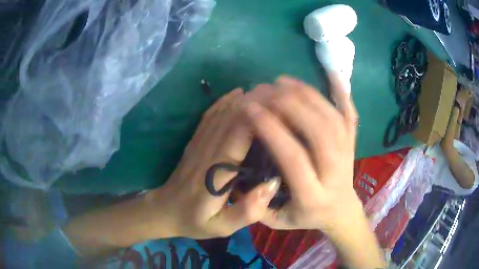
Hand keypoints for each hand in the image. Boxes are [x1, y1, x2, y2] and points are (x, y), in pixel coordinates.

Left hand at [144, 89, 279, 238]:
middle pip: (232, 118)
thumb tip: (273, 184)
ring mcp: (198, 143)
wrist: (165, 211)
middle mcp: (207, 151)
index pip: (239, 134)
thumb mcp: (221, 227)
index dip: (259, 116)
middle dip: (255, 102)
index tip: (280, 106)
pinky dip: (223, 102)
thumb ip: (246, 211)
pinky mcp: (195, 142)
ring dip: (242, 99)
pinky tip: (236, 93)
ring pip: (221, 113)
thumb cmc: (195, 221)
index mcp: (216, 172)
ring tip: (264, 90)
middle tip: (279, 93)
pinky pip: (209, 117)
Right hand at [242, 75, 362, 233]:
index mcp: (313, 195)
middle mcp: (335, 171)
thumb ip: (257, 207)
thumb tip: (242, 178)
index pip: (294, 157)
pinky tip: (330, 71)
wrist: (341, 212)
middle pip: (318, 130)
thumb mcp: (277, 222)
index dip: (271, 130)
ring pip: (331, 117)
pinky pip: (350, 113)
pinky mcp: (353, 142)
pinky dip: (342, 91)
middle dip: (288, 105)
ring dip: (306, 94)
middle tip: (262, 89)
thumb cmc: (306, 217)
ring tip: (280, 81)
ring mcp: (348, 153)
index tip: (249, 108)